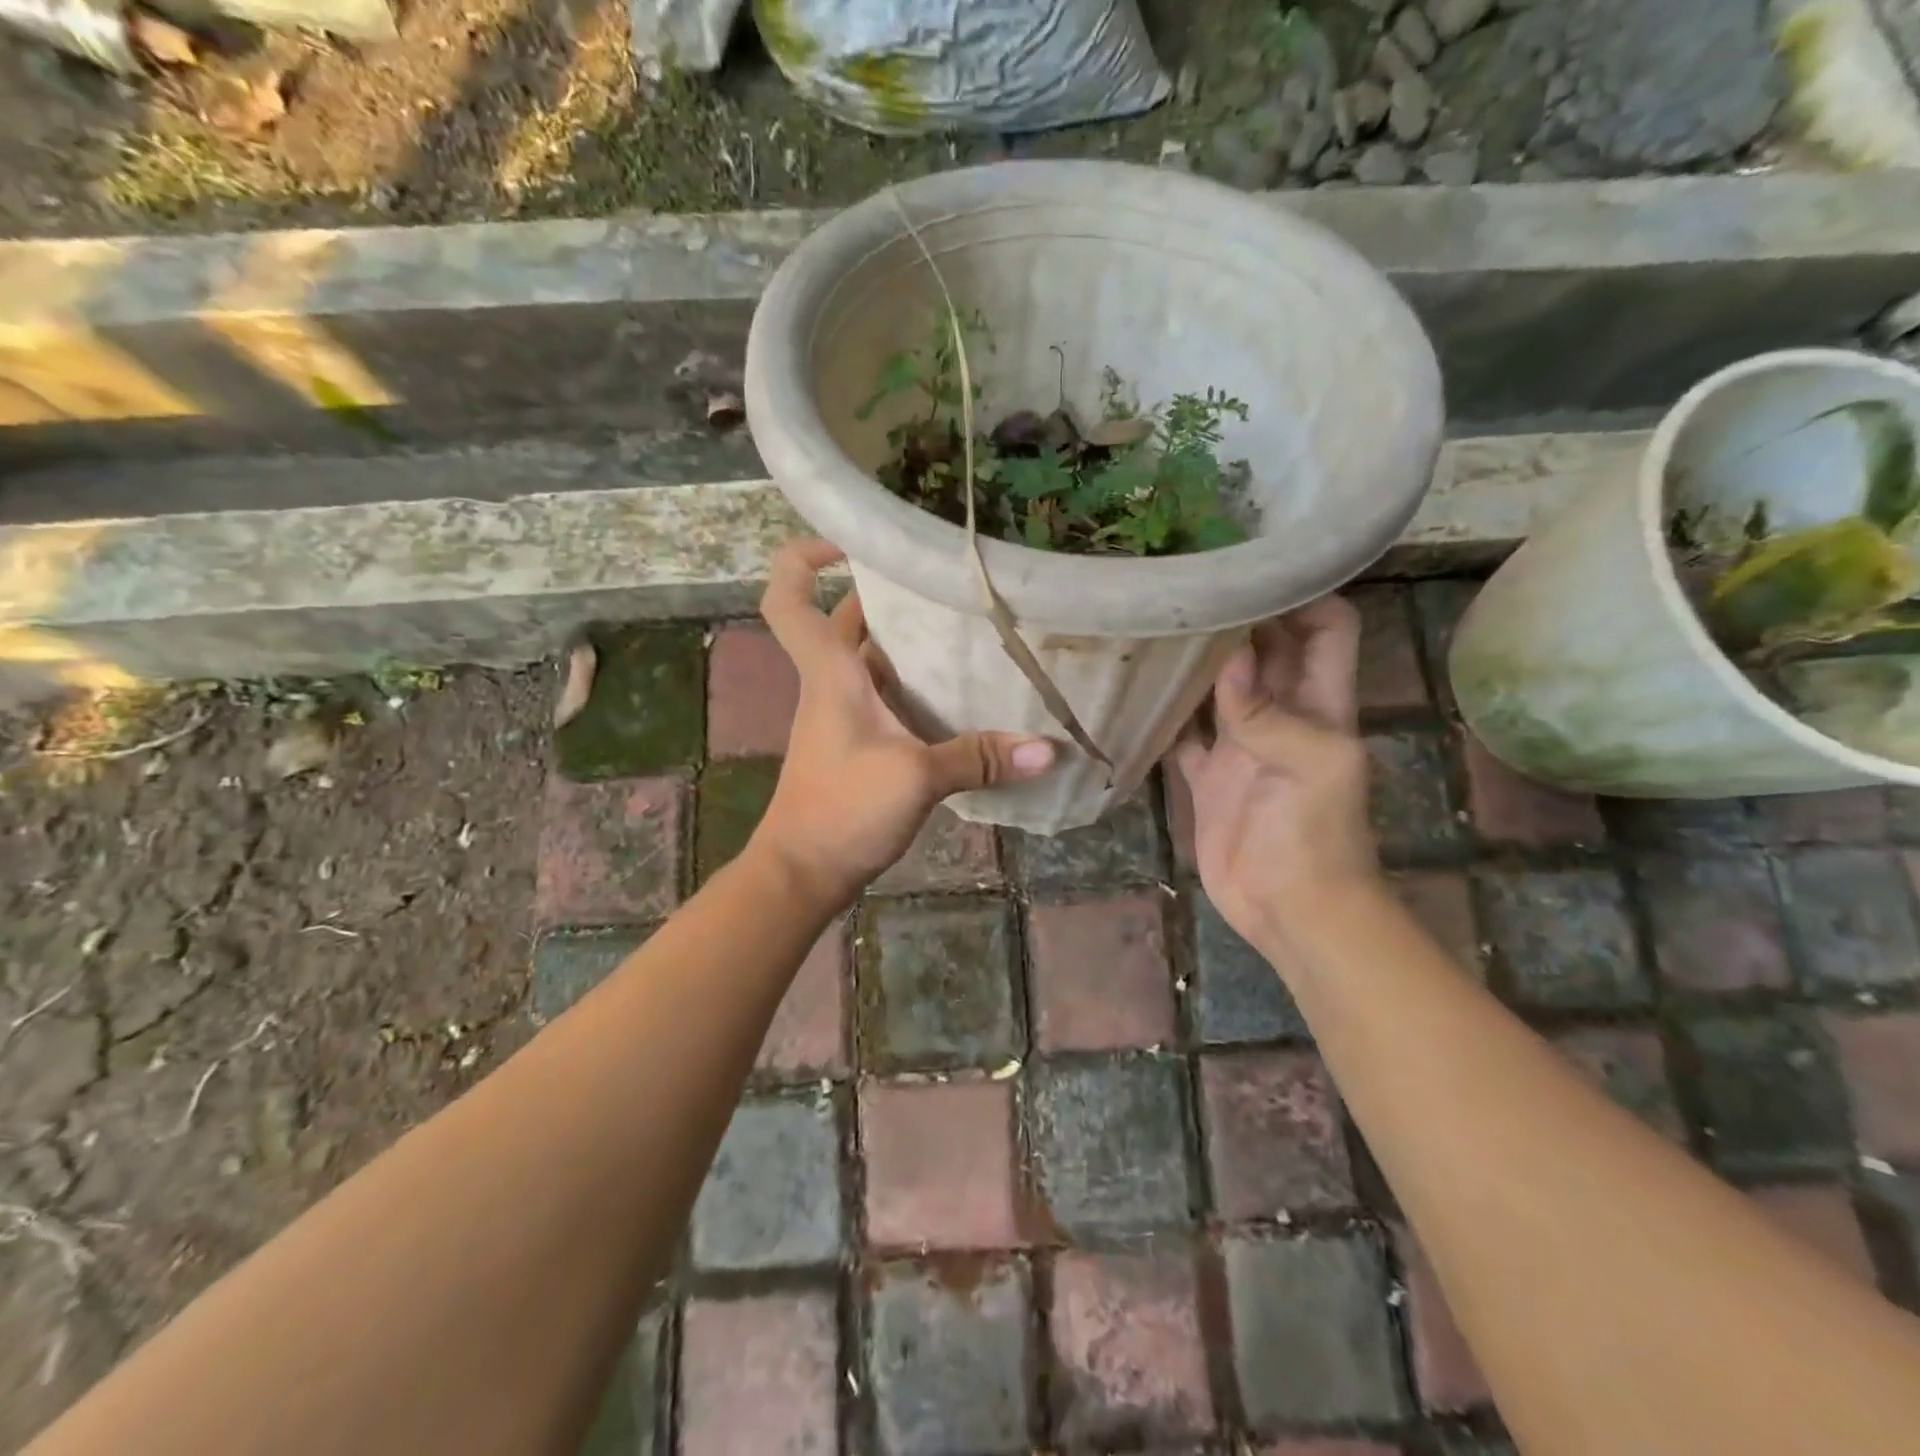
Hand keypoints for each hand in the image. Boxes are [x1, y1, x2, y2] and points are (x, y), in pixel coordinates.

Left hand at [749, 539, 1057, 907]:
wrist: (803, 872)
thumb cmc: (842, 810)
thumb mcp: (916, 778)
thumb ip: (979, 758)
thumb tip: (1049, 749)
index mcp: (830, 673)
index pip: (789, 598)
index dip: (804, 559)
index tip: (850, 542)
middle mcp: (832, 684)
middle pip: (847, 621)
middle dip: (887, 595)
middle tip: (945, 585)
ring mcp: (844, 716)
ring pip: (872, 660)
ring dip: (907, 642)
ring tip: (965, 629)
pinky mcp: (858, 744)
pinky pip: (887, 697)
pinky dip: (915, 686)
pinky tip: (960, 694)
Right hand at [1174, 596, 1380, 953]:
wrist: (1292, 909)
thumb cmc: (1315, 835)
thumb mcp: (1312, 765)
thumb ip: (1269, 711)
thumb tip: (1229, 655)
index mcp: (1321, 703)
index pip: (1326, 628)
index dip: (1302, 594)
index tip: (1251, 566)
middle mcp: (1281, 714)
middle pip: (1265, 650)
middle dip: (1236, 618)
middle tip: (1183, 586)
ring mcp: (1241, 746)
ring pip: (1217, 689)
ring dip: (1193, 663)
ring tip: (1150, 627)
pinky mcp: (1208, 778)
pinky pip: (1181, 737)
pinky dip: (1162, 717)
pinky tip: (1130, 694)